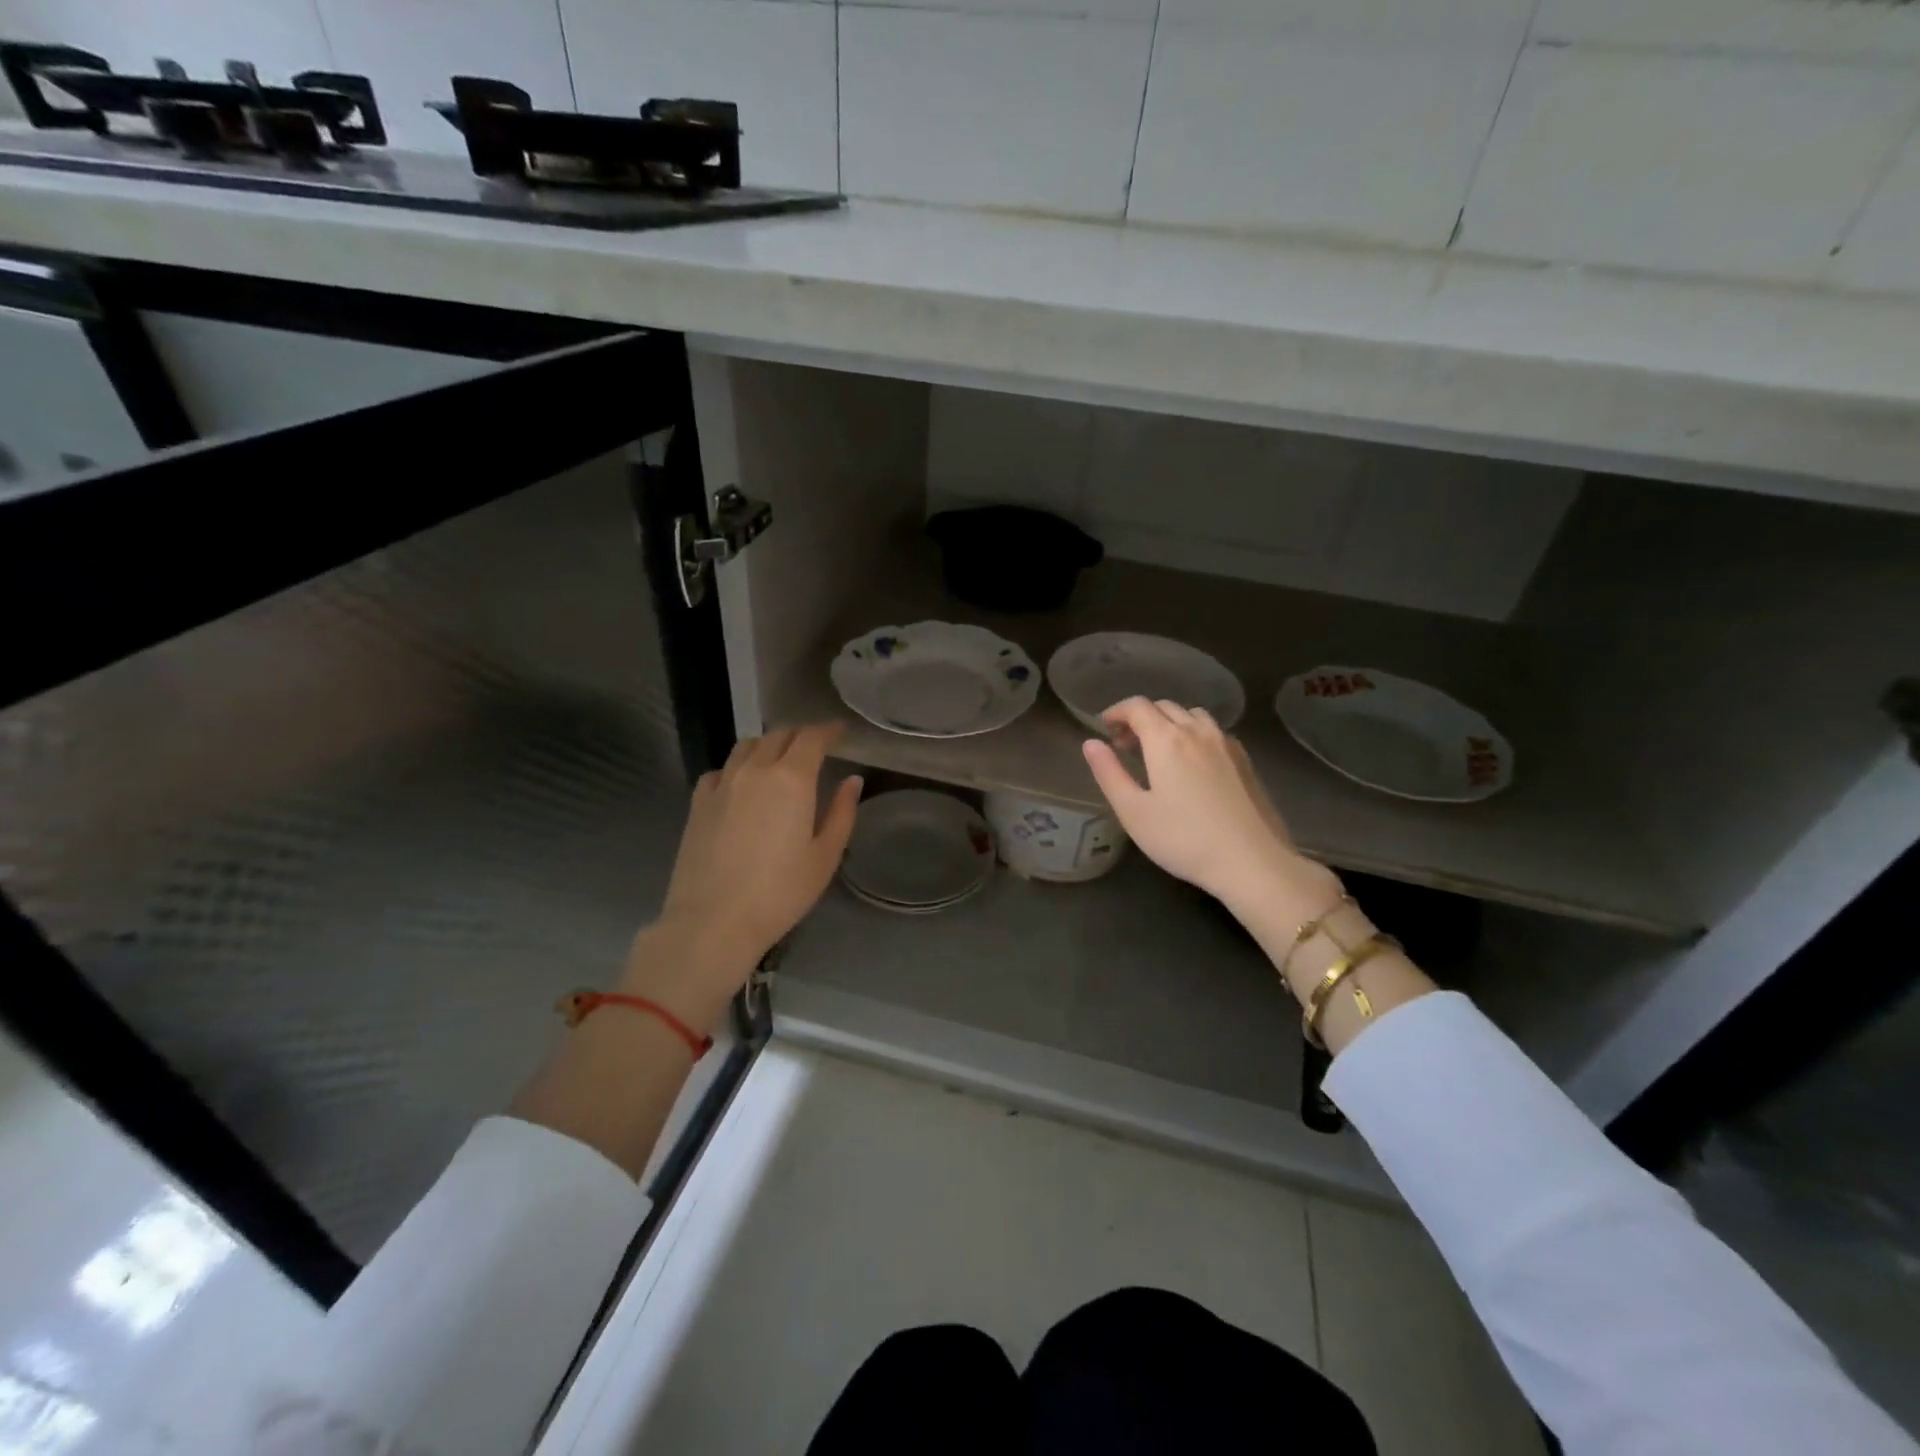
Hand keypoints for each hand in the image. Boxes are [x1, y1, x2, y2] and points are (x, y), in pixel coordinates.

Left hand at [634, 724, 861, 1023]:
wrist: (713, 921)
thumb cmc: (780, 892)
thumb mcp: (825, 856)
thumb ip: (842, 812)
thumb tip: (852, 780)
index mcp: (792, 779)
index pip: (812, 738)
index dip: (828, 730)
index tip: (840, 731)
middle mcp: (755, 770)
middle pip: (778, 736)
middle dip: (800, 736)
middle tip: (815, 748)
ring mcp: (722, 784)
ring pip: (746, 746)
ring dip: (767, 745)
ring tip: (778, 760)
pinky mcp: (698, 802)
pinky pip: (720, 770)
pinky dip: (736, 768)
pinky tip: (741, 786)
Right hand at [1083, 698, 1338, 925]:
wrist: (1252, 861)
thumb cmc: (1183, 839)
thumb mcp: (1133, 811)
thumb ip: (1109, 773)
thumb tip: (1091, 743)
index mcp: (1166, 739)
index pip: (1137, 706)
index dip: (1116, 712)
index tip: (1104, 728)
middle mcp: (1197, 731)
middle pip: (1164, 707)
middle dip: (1140, 718)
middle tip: (1125, 745)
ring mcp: (1226, 743)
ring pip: (1192, 715)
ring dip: (1169, 722)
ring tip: (1159, 751)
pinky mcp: (1245, 760)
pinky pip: (1213, 732)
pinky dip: (1194, 734)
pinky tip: (1192, 763)